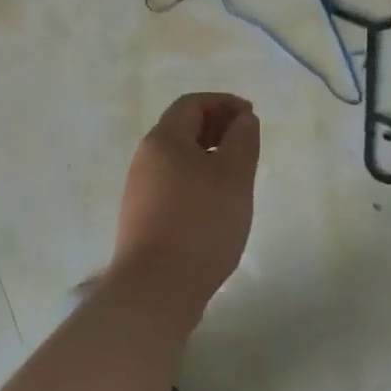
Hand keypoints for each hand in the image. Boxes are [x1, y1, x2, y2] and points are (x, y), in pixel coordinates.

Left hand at [109, 93, 260, 329]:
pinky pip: (172, 184)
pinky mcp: (142, 218)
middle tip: (246, 142)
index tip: (251, 116)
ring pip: (177, 158)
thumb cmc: (201, 223)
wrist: (157, 288)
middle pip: (181, 129)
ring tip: (236, 174)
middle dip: (216, 127)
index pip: (192, 104)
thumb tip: (243, 119)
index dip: (223, 103)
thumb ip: (243, 140)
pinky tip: (216, 204)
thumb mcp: (234, 176)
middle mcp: (145, 158)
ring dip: (207, 155)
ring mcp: (139, 190)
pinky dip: (196, 179)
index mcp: (163, 140)